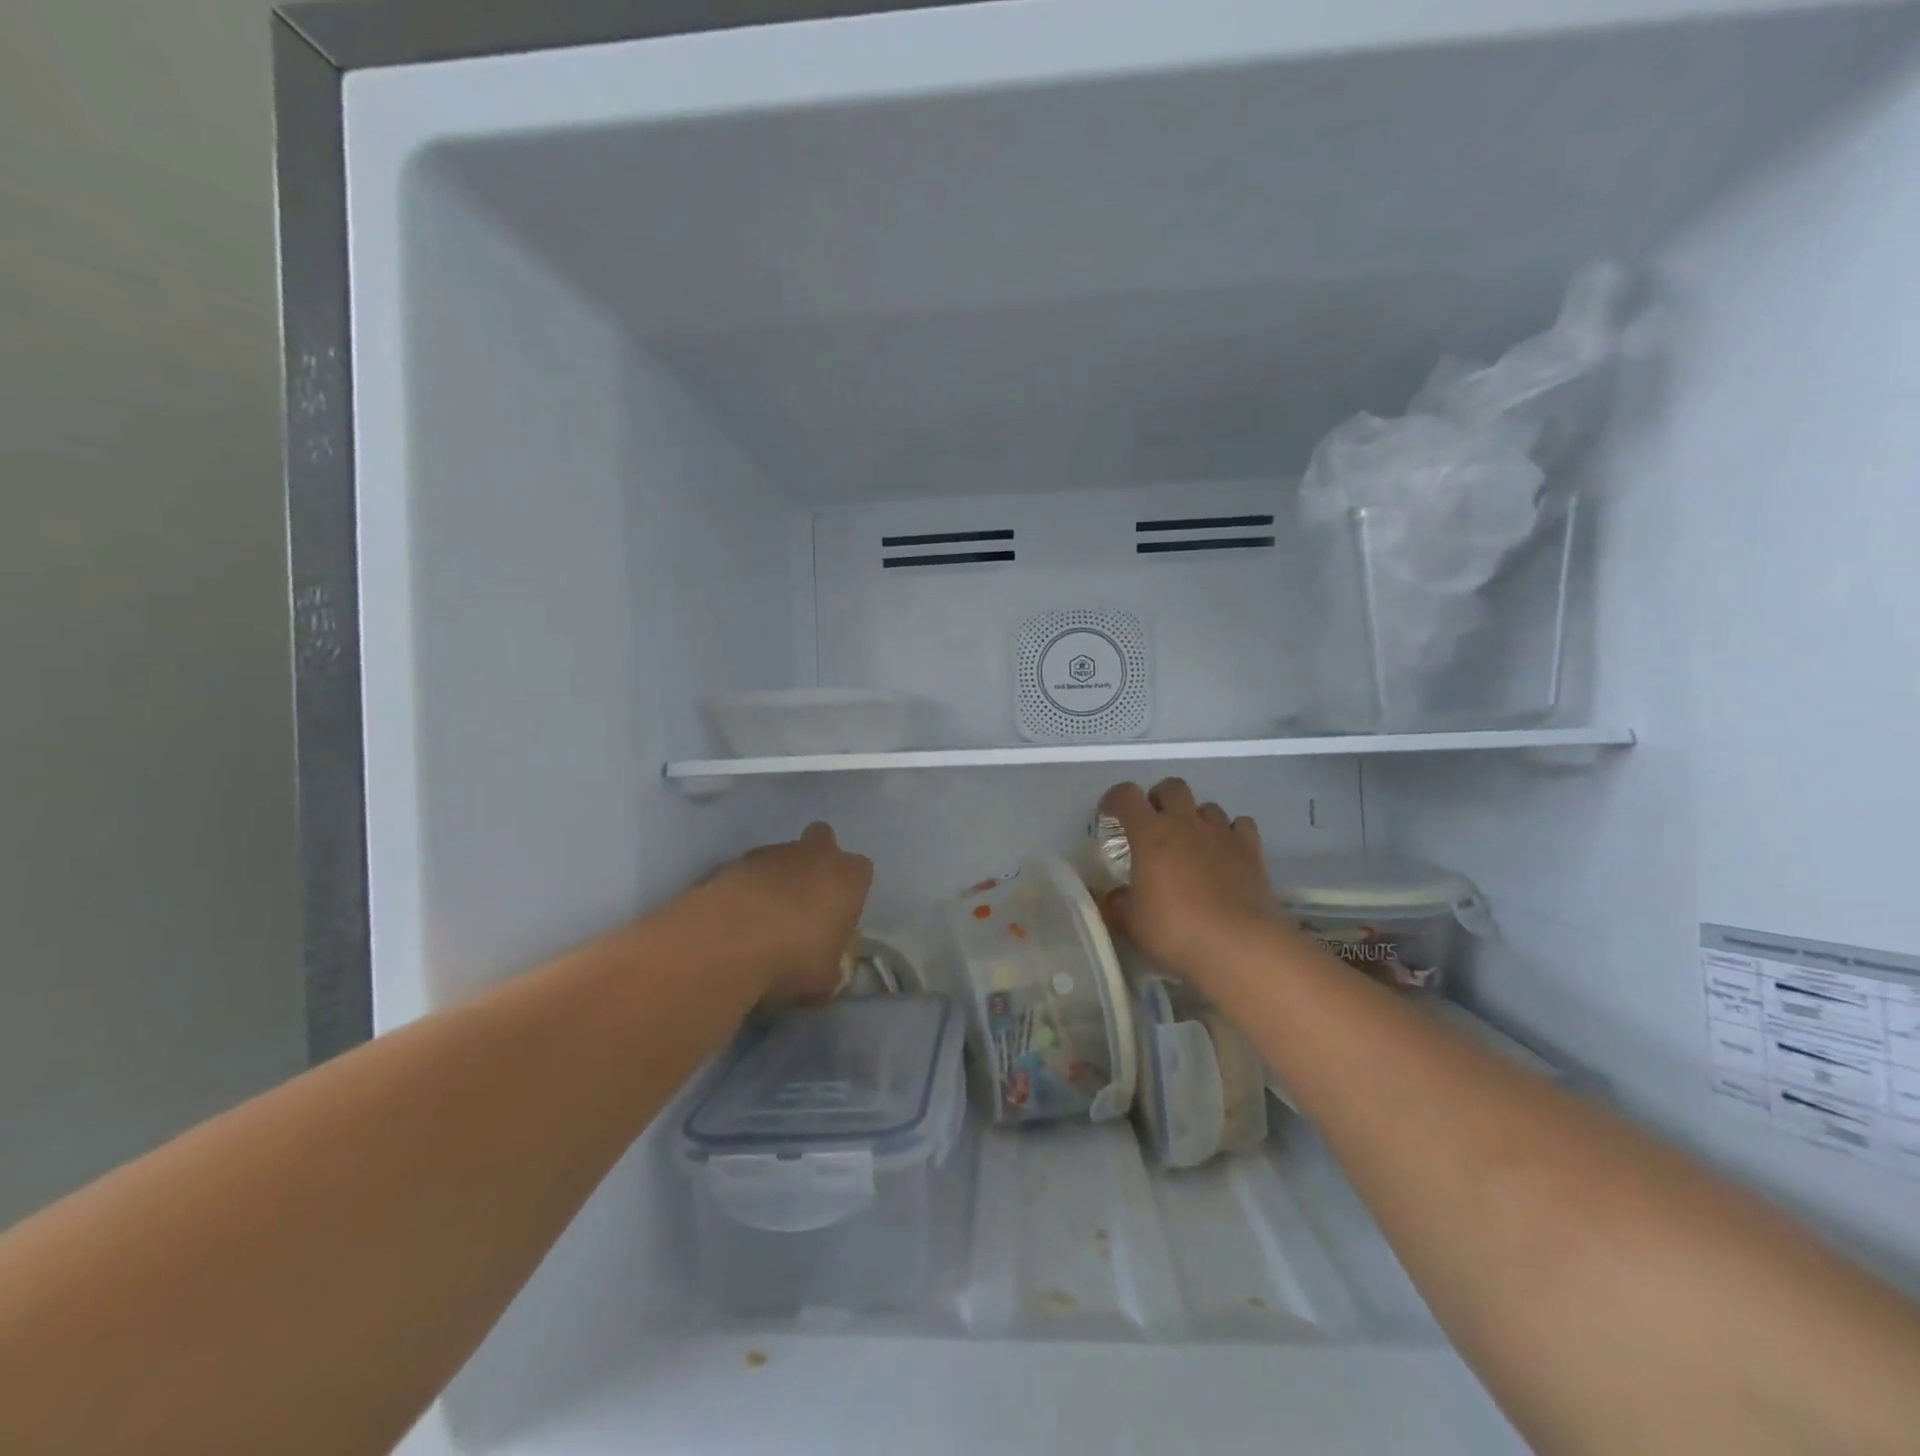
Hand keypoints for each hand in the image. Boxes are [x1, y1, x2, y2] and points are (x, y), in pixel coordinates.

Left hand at [705, 823, 873, 1004]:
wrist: (728, 942)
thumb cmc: (795, 958)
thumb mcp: (827, 979)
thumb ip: (832, 966)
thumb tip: (828, 969)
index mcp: (848, 877)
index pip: (861, 871)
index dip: (850, 891)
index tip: (837, 916)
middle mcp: (815, 854)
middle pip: (823, 840)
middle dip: (816, 862)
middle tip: (805, 899)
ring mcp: (772, 853)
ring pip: (782, 854)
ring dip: (778, 876)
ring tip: (763, 916)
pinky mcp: (733, 861)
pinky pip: (748, 870)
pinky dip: (746, 887)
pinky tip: (737, 917)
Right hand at [1099, 779, 1293, 988]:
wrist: (1238, 945)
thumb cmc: (1175, 929)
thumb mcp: (1130, 922)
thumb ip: (1116, 902)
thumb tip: (1114, 895)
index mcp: (1150, 833)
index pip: (1126, 795)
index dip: (1114, 799)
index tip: (1109, 815)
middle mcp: (1186, 823)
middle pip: (1172, 787)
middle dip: (1159, 799)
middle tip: (1153, 826)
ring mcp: (1222, 833)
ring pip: (1208, 806)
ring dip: (1195, 818)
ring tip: (1191, 843)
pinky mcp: (1251, 850)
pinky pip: (1240, 825)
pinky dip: (1230, 833)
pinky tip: (1226, 852)